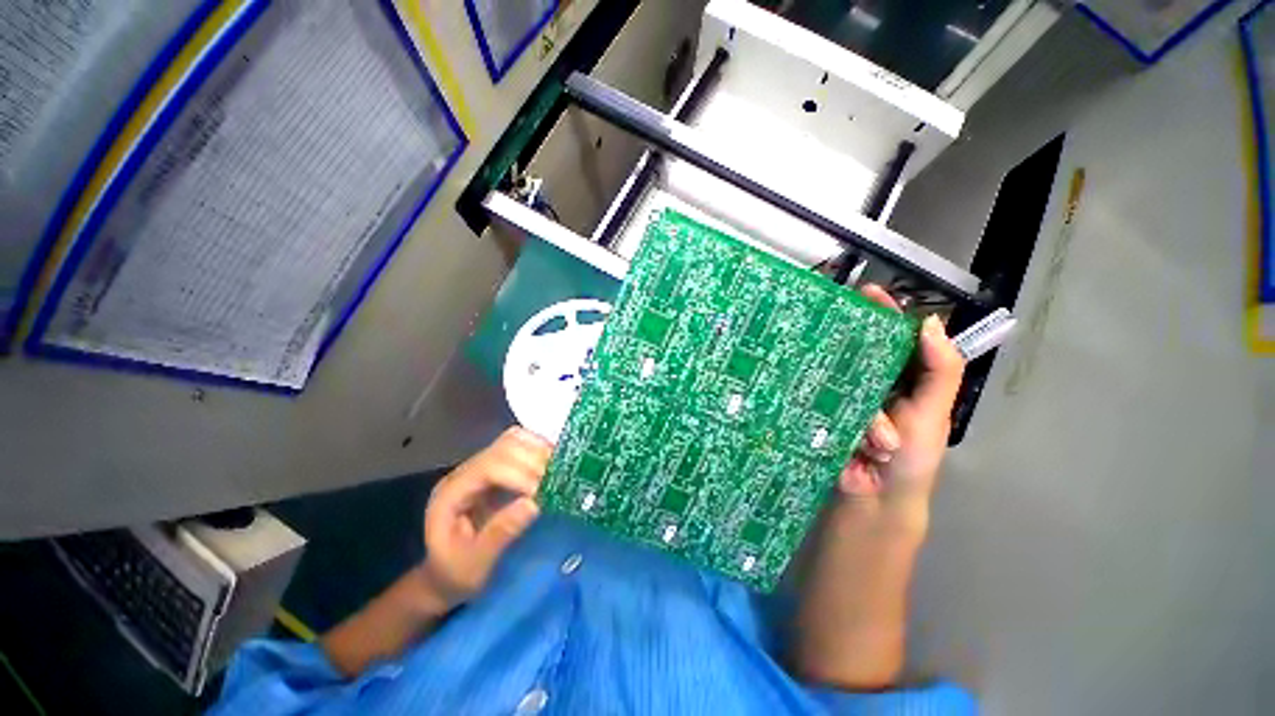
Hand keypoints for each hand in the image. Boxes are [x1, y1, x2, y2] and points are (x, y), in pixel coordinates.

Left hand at [420, 427, 551, 608]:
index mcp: (452, 493)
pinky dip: (541, 450)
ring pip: (514, 440)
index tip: (544, 493)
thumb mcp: (474, 565)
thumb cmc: (457, 574)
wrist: (446, 576)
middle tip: (557, 482)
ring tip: (558, 471)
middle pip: (504, 447)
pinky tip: (554, 465)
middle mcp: (467, 471)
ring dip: (540, 451)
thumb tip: (535, 503)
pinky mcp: (499, 468)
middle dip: (533, 461)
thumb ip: (501, 534)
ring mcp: (483, 466)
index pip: (489, 468)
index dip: (520, 475)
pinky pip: (522, 446)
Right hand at [840, 285, 965, 526]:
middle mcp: (870, 383)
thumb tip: (929, 321)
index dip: (884, 314)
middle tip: (835, 324)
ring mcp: (842, 396)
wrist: (875, 500)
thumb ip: (939, 370)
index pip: (894, 338)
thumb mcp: (933, 412)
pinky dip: (828, 405)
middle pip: (859, 350)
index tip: (866, 291)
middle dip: (854, 344)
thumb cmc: (914, 460)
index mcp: (902, 380)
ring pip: (838, 374)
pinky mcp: (821, 410)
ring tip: (882, 443)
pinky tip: (838, 425)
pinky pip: (820, 394)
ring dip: (857, 403)